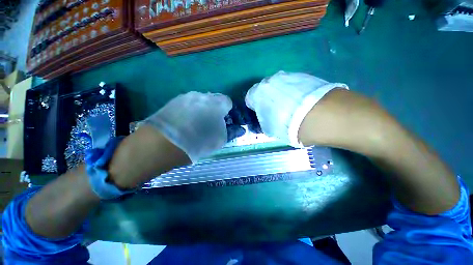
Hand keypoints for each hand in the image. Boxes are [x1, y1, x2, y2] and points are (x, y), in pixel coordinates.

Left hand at [144, 91, 232, 162]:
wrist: (163, 144)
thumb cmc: (198, 142)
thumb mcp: (219, 139)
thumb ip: (232, 132)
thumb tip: (240, 129)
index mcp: (216, 103)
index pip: (228, 102)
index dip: (227, 112)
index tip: (223, 121)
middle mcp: (202, 95)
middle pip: (213, 100)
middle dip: (215, 110)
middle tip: (210, 123)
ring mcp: (186, 96)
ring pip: (200, 101)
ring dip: (202, 109)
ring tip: (196, 123)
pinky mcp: (174, 101)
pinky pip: (188, 103)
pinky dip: (190, 110)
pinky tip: (185, 121)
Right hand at [245, 71, 347, 146]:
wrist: (320, 116)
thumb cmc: (287, 125)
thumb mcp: (269, 129)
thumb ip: (262, 121)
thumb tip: (264, 117)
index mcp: (258, 93)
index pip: (250, 97)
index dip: (254, 106)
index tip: (260, 112)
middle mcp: (271, 80)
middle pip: (265, 89)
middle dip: (267, 98)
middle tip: (276, 110)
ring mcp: (289, 75)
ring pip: (280, 85)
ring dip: (282, 94)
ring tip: (292, 106)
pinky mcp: (305, 75)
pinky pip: (294, 84)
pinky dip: (295, 91)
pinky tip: (303, 101)